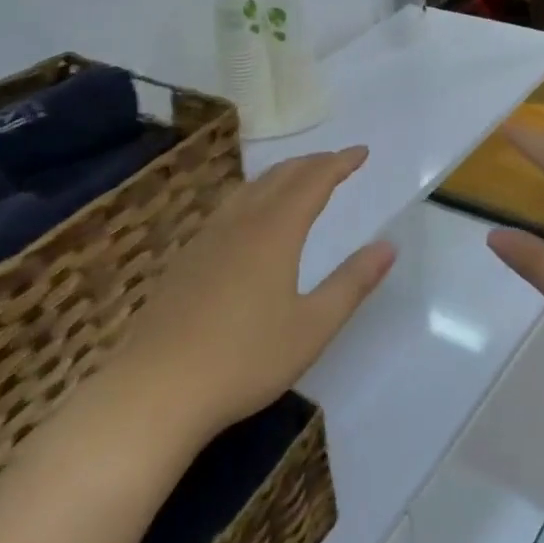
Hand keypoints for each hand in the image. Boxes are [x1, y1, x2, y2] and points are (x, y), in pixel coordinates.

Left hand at [103, 148, 394, 442]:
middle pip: (280, 176)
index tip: (361, 152)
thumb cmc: (244, 359)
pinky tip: (248, 219)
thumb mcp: (312, 327)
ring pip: (249, 189)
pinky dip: (253, 195)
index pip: (313, 181)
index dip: (339, 163)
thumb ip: (352, 282)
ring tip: (297, 179)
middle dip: (312, 163)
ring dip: (280, 175)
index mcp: (275, 231)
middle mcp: (240, 223)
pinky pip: (228, 208)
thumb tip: (388, 245)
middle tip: (336, 162)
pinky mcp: (185, 260)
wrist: (155, 390)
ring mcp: (206, 239)